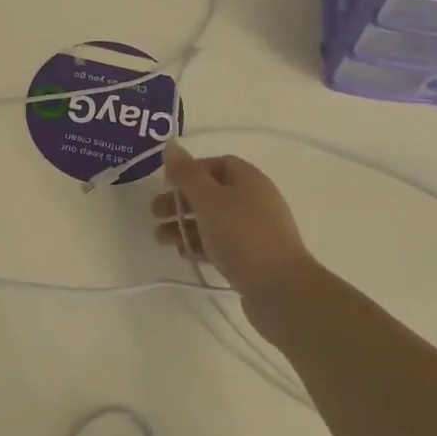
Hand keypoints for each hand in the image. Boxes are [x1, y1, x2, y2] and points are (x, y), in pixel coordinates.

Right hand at [152, 143, 324, 329]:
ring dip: (185, 226)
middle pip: (212, 193)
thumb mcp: (208, 199)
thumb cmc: (242, 235)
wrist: (281, 290)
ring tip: (160, 239)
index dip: (190, 170)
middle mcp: (254, 201)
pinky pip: (221, 244)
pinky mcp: (253, 258)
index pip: (217, 164)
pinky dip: (200, 245)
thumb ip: (187, 174)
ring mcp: (255, 231)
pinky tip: (183, 254)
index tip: (166, 183)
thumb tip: (171, 145)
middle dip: (181, 201)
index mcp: (249, 180)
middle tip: (155, 213)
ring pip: (214, 221)